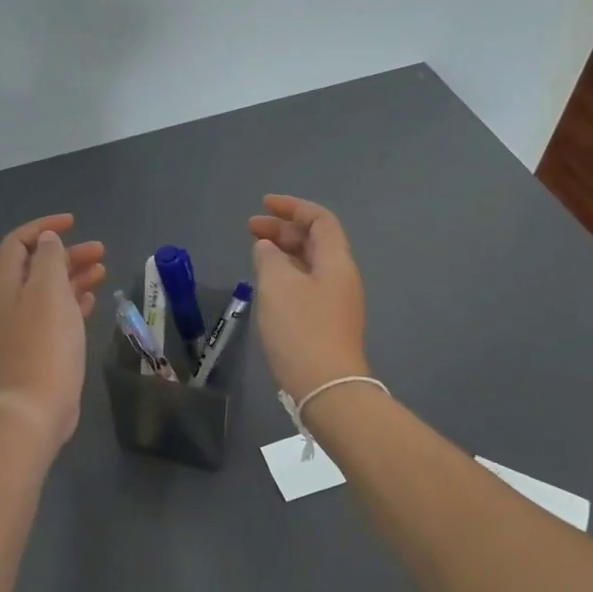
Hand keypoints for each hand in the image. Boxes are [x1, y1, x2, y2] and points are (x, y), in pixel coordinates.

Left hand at [0, 215, 106, 446]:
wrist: (37, 406)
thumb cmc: (44, 343)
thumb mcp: (48, 291)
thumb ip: (48, 259)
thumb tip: (47, 240)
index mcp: (7, 285)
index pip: (18, 243)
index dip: (43, 227)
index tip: (73, 223)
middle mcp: (12, 303)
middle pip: (37, 266)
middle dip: (67, 253)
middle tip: (100, 251)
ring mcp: (26, 327)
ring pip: (50, 291)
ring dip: (74, 275)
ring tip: (103, 270)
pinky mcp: (41, 348)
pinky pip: (57, 315)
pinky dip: (74, 301)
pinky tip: (92, 299)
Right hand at [248, 194, 369, 402]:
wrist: (326, 387)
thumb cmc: (301, 329)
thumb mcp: (277, 285)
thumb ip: (269, 258)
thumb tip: (267, 248)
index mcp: (336, 261)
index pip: (320, 220)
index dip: (293, 207)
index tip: (264, 204)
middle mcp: (341, 277)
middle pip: (315, 241)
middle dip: (284, 230)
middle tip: (251, 229)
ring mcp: (336, 302)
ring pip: (309, 265)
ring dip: (284, 253)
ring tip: (256, 253)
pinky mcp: (326, 324)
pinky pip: (306, 286)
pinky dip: (285, 275)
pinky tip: (267, 285)